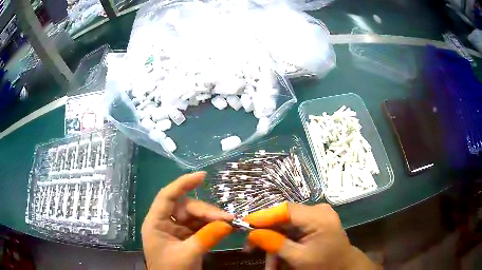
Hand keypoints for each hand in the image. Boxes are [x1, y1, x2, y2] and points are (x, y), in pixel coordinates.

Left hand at [141, 172, 233, 269]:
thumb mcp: (188, 254)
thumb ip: (207, 238)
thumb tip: (228, 223)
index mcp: (156, 222)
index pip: (167, 196)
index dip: (183, 183)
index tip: (203, 176)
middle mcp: (165, 222)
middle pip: (186, 207)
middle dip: (206, 211)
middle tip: (227, 218)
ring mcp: (177, 230)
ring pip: (195, 217)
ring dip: (212, 219)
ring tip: (229, 223)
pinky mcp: (187, 238)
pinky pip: (200, 227)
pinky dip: (212, 227)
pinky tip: (223, 228)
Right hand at [244, 202, 379, 269]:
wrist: (344, 266)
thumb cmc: (326, 263)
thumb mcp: (299, 258)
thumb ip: (276, 244)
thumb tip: (252, 234)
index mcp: (319, 216)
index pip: (286, 210)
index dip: (263, 216)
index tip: (244, 224)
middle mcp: (317, 210)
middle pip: (283, 218)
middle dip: (267, 235)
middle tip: (249, 248)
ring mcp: (316, 216)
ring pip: (285, 226)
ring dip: (274, 244)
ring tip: (269, 265)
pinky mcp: (314, 222)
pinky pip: (292, 230)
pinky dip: (283, 243)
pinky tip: (278, 258)